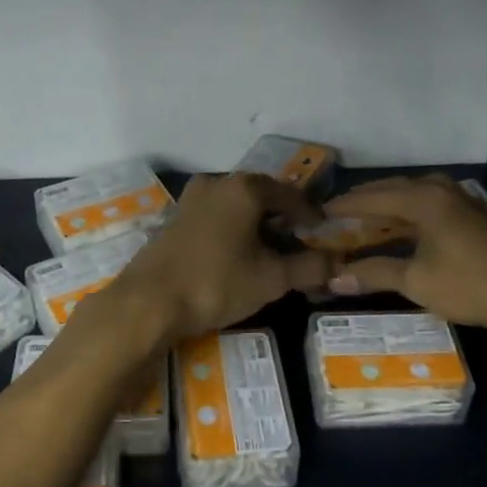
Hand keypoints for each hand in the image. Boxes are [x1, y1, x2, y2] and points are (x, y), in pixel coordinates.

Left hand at [112, 174, 332, 340]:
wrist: (149, 302)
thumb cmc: (216, 283)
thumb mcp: (271, 279)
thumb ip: (309, 267)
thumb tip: (337, 263)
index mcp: (244, 188)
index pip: (290, 195)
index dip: (310, 215)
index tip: (322, 233)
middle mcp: (216, 184)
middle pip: (261, 197)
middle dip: (282, 220)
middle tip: (298, 245)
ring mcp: (190, 200)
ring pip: (235, 208)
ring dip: (255, 226)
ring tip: (268, 253)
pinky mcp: (173, 220)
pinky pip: (214, 219)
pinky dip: (231, 231)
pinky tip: (235, 256)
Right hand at [320, 173, 486, 335]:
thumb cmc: (472, 285)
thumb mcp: (417, 282)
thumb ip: (374, 275)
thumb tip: (333, 280)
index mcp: (423, 199)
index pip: (372, 197)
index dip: (343, 207)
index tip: (318, 215)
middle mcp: (441, 190)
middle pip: (393, 189)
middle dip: (364, 202)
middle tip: (337, 215)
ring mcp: (463, 200)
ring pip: (414, 194)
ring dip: (388, 206)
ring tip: (366, 220)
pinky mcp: (476, 215)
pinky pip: (430, 204)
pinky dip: (409, 213)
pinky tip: (405, 228)